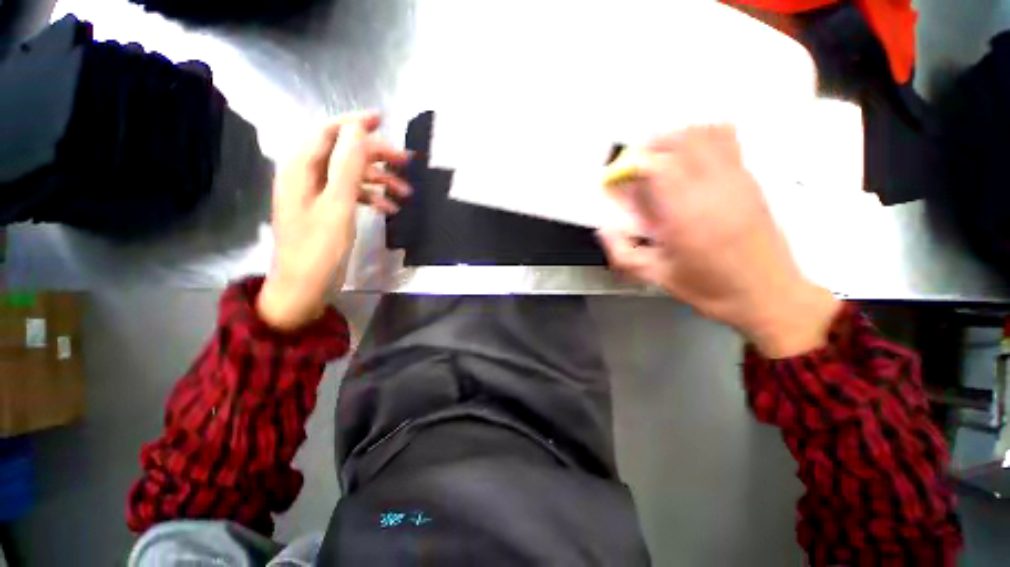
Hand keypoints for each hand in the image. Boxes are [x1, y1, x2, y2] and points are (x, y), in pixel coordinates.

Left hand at [257, 111, 411, 330]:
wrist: (303, 288)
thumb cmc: (318, 250)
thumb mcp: (336, 207)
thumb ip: (346, 167)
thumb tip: (357, 131)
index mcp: (301, 169)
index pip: (328, 132)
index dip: (355, 123)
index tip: (383, 119)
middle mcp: (306, 176)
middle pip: (343, 153)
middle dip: (376, 155)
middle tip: (406, 162)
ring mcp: (317, 195)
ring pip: (351, 175)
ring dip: (379, 180)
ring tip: (406, 192)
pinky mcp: (327, 210)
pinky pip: (351, 194)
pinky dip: (372, 197)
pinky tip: (390, 208)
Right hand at [598, 125, 838, 357]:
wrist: (768, 294)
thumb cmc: (709, 289)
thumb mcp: (656, 277)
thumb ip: (623, 253)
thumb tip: (604, 228)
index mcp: (686, 217)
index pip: (657, 168)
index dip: (634, 165)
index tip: (621, 175)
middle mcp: (713, 190)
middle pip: (682, 142)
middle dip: (653, 146)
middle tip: (638, 164)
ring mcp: (737, 180)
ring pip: (707, 134)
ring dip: (679, 138)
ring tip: (663, 156)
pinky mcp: (751, 180)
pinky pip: (729, 140)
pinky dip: (705, 137)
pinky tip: (693, 156)